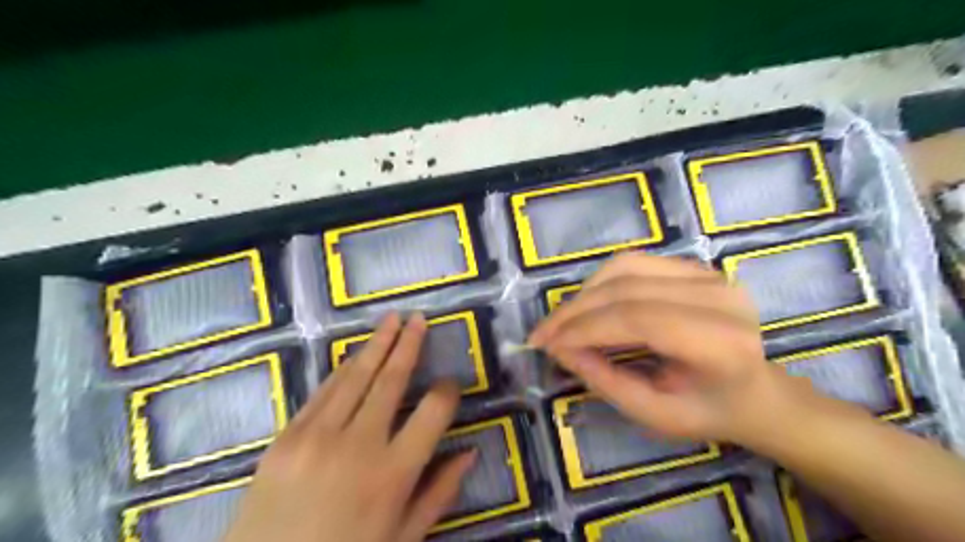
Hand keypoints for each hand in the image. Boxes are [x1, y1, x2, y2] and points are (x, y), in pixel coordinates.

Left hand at [221, 316, 474, 540]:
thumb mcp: (402, 539)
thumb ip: (439, 493)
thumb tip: (470, 453)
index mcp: (394, 474)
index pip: (433, 412)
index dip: (447, 392)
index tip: (450, 383)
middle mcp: (358, 445)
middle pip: (392, 380)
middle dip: (409, 345)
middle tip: (419, 318)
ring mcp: (316, 437)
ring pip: (356, 377)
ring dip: (377, 344)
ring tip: (392, 319)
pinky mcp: (285, 437)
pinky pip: (322, 392)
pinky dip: (342, 370)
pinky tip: (355, 355)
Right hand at [526, 251, 799, 441]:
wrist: (756, 392)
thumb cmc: (708, 411)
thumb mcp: (654, 414)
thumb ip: (605, 381)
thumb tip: (559, 349)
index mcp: (721, 344)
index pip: (638, 320)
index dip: (585, 328)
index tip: (548, 344)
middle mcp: (719, 298)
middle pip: (627, 290)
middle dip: (575, 311)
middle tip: (543, 334)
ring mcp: (708, 275)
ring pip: (626, 268)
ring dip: (584, 293)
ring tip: (562, 320)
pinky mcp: (695, 267)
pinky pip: (634, 262)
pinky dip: (602, 281)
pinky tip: (588, 302)